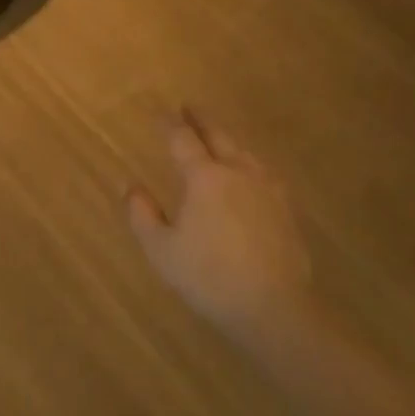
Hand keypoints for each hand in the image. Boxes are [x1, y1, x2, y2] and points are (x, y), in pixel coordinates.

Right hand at [124, 108, 311, 346]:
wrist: (273, 307)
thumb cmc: (208, 277)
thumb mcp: (161, 249)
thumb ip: (142, 214)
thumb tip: (129, 185)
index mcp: (204, 178)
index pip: (182, 140)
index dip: (169, 124)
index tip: (159, 113)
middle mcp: (238, 173)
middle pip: (218, 136)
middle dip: (201, 120)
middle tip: (189, 108)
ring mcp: (267, 189)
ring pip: (245, 152)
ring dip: (227, 139)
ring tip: (218, 137)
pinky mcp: (286, 209)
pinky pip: (263, 173)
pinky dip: (249, 163)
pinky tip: (250, 175)